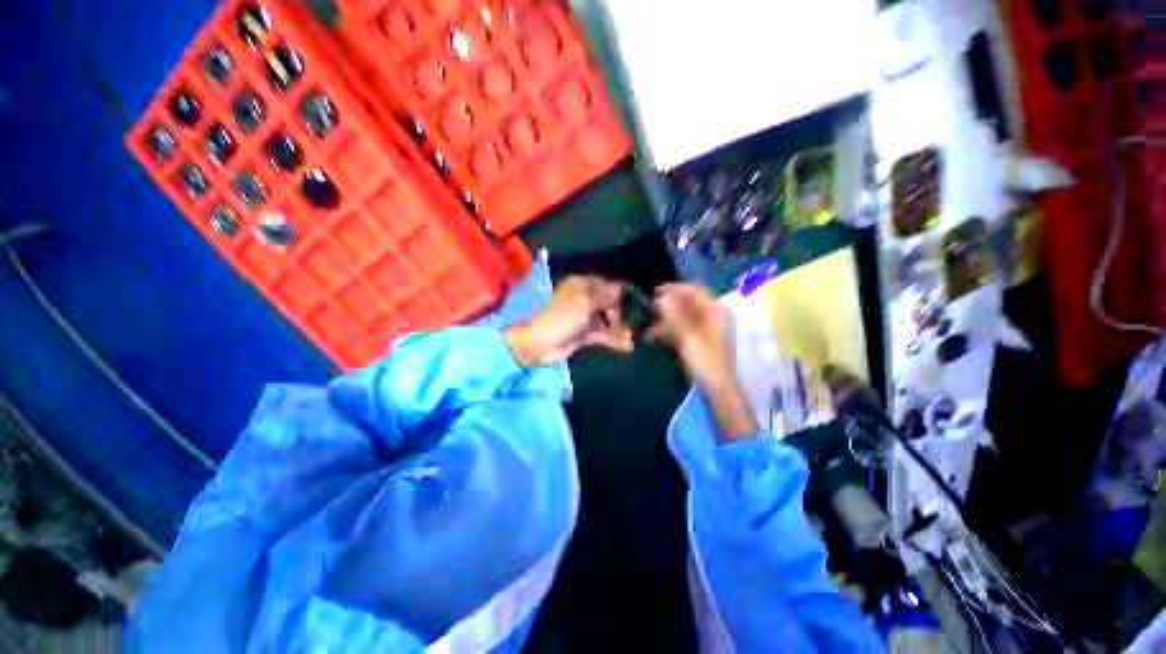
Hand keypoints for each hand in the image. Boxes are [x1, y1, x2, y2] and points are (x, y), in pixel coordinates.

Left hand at [504, 276, 633, 365]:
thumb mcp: (584, 303)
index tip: (636, 305)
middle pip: (611, 304)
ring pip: (608, 321)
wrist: (536, 343)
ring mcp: (585, 317)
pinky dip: (614, 340)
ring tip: (631, 337)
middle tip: (629, 325)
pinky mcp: (585, 334)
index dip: (622, 295)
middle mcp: (586, 299)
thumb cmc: (560, 317)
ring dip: (620, 329)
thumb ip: (606, 297)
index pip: (609, 286)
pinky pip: (603, 335)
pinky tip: (628, 346)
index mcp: (583, 285)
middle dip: (623, 314)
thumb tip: (623, 288)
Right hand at [649, 284, 757, 438]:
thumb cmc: (705, 359)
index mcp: (715, 310)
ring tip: (647, 323)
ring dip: (665, 318)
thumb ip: (674, 315)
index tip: (655, 292)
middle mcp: (712, 316)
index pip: (694, 290)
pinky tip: (653, 335)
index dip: (675, 288)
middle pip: (687, 303)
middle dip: (667, 304)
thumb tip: (661, 298)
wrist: (716, 388)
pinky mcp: (697, 341)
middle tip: (648, 307)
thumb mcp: (688, 335)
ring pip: (682, 316)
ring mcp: (705, 329)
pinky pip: (681, 329)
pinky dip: (668, 330)